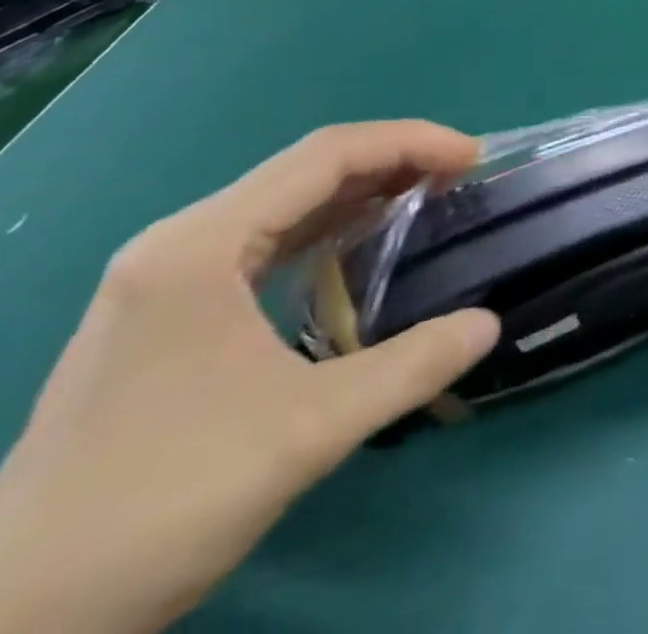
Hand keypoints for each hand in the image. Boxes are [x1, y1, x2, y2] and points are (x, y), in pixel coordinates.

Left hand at [0, 122, 501, 633]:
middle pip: (303, 171)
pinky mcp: (159, 319)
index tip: (472, 158)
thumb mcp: (305, 433)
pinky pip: (259, 245)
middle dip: (390, 163)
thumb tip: (489, 324)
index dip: (409, 142)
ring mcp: (160, 282)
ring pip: (280, 206)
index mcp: (199, 246)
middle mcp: (176, 245)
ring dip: (357, 195)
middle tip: (459, 177)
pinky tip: (354, 250)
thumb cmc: (159, 505)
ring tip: (424, 199)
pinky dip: (321, 232)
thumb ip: (410, 368)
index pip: (324, 156)